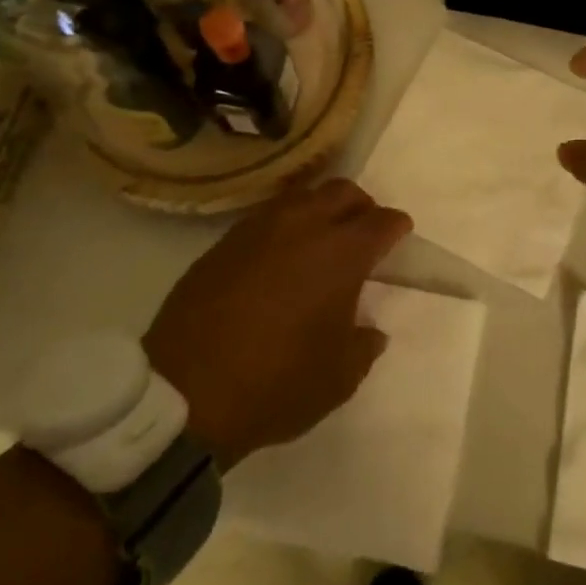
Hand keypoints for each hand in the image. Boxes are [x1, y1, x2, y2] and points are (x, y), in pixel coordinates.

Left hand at [143, 179, 410, 468]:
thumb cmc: (276, 384)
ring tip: (320, 239)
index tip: (400, 234)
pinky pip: (266, 217)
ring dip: (320, 209)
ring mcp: (259, 229)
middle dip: (361, 206)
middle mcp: (303, 226)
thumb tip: (370, 331)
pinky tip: (279, 255)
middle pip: (342, 191)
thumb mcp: (338, 379)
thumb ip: (364, 346)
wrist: (185, 393)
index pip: (381, 222)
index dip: (396, 226)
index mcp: (341, 253)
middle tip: (363, 232)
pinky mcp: (224, 242)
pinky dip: (284, 225)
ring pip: (302, 196)